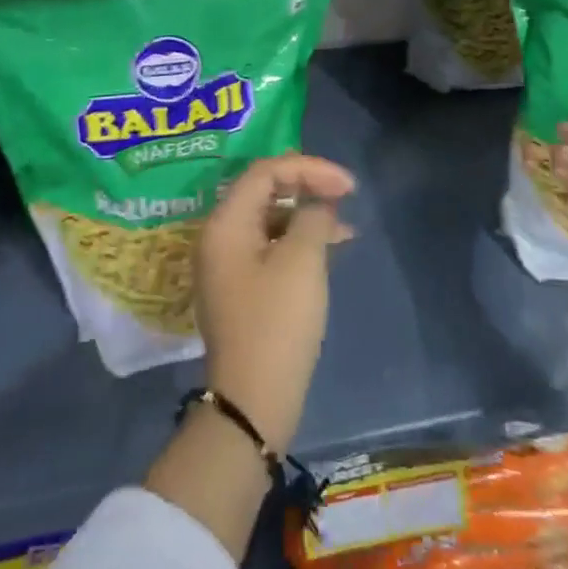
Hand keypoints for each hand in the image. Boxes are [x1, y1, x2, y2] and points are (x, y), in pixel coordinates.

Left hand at [195, 153, 356, 454]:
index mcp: (226, 223)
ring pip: (270, 219)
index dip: (309, 168)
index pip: (266, 171)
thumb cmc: (278, 322)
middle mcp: (220, 237)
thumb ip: (312, 216)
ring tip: (345, 226)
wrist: (254, 400)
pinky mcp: (242, 288)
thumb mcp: (302, 260)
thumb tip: (317, 204)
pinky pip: (271, 246)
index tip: (347, 184)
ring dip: (307, 215)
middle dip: (308, 187)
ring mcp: (228, 264)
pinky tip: (330, 249)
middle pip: (265, 191)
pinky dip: (299, 241)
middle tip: (346, 196)